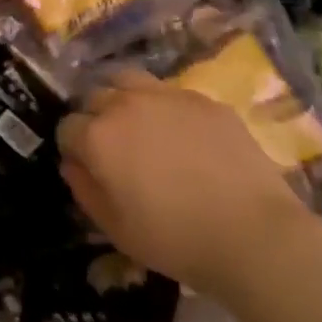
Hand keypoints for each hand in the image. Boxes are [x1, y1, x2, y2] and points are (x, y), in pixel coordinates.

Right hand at [57, 72, 307, 288]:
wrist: (254, 234)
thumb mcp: (117, 229)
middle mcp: (125, 104)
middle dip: (96, 118)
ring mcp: (167, 96)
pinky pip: (171, 94)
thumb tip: (72, 164)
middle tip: (114, 149)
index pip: (67, 128)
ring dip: (124, 99)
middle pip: (95, 97)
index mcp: (99, 137)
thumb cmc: (176, 240)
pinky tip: (184, 136)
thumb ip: (85, 190)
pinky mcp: (203, 99)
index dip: (73, 149)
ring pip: (129, 81)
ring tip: (141, 126)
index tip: (87, 168)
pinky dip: (166, 108)